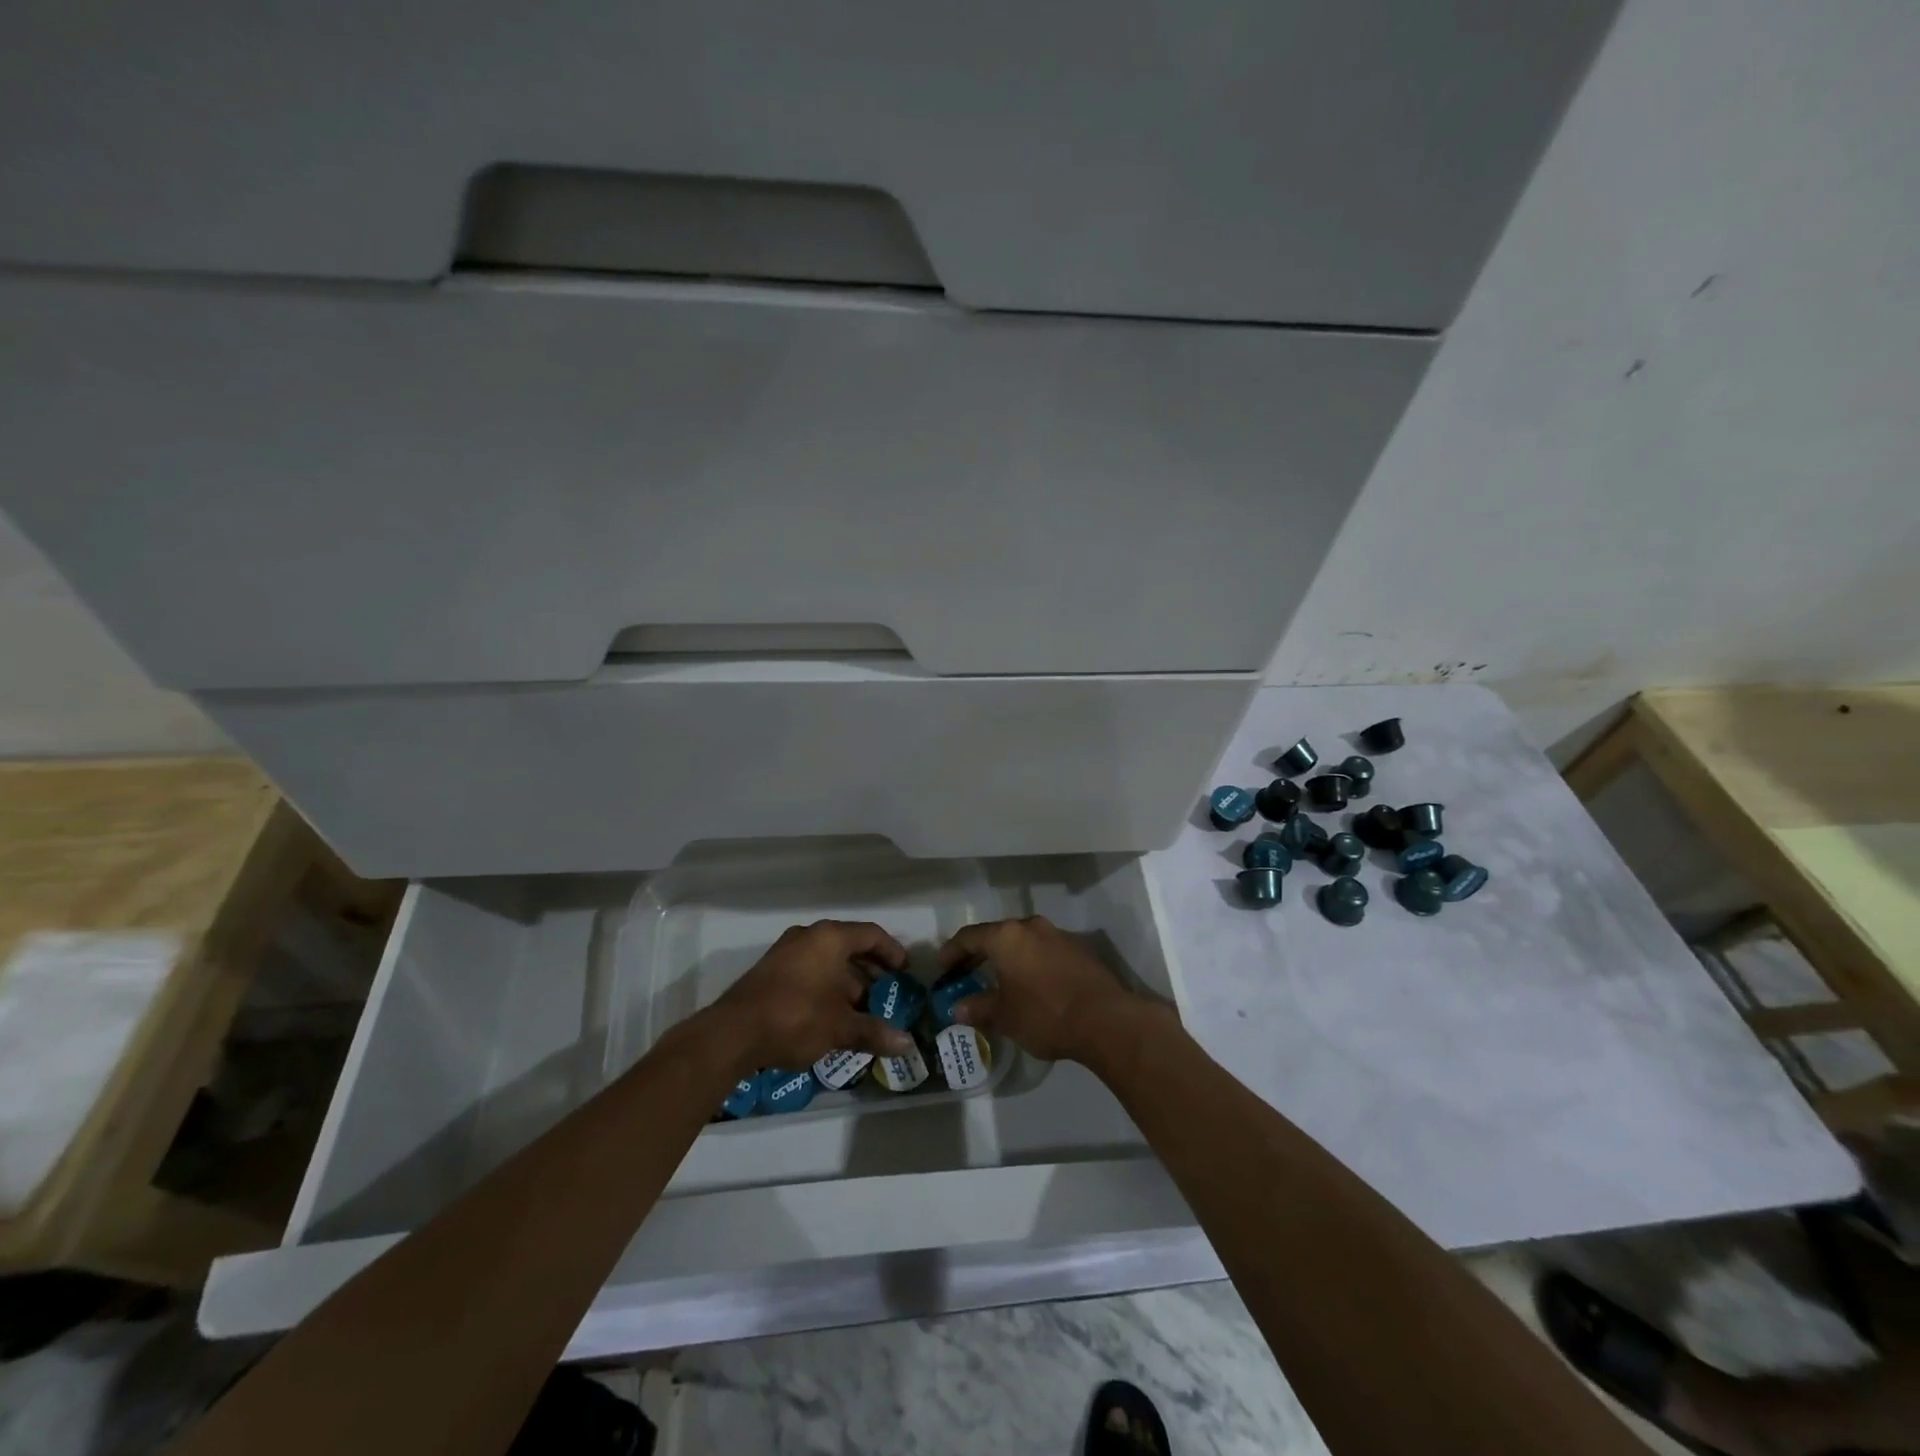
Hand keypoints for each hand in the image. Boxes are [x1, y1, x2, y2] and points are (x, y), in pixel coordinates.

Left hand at [706, 920, 916, 1074]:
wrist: (732, 1034)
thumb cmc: (796, 1018)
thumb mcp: (841, 1028)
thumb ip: (875, 1031)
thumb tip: (908, 1044)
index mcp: (830, 938)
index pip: (871, 934)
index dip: (892, 952)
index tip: (905, 972)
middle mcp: (808, 936)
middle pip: (849, 945)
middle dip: (870, 970)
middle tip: (886, 992)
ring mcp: (785, 951)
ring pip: (827, 959)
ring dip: (847, 981)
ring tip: (860, 1009)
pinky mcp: (770, 971)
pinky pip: (809, 970)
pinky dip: (826, 985)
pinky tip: (830, 1015)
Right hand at [938, 915, 1149, 1064]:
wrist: (1106, 1020)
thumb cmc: (1045, 1013)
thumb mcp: (1004, 1015)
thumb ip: (978, 1008)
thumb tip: (958, 1009)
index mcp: (1007, 936)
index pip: (969, 936)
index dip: (952, 951)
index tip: (942, 967)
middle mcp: (1032, 927)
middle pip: (997, 935)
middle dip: (979, 954)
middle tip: (965, 973)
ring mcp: (1059, 936)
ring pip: (1023, 942)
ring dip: (1007, 958)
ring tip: (998, 980)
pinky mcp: (1080, 950)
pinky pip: (1043, 952)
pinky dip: (1030, 963)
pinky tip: (1030, 985)